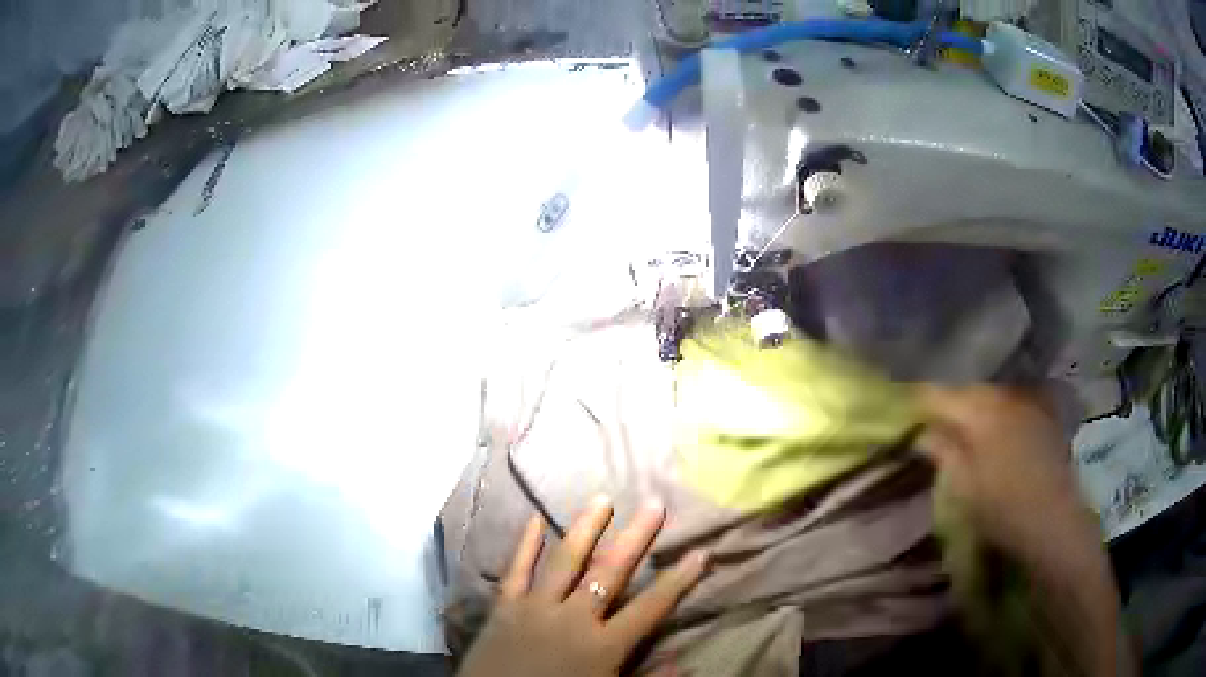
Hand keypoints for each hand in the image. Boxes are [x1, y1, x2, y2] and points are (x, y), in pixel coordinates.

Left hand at [456, 496, 708, 676]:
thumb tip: (686, 663)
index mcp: (603, 645)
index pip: (650, 608)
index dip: (678, 581)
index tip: (700, 552)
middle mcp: (573, 619)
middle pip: (610, 573)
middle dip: (635, 538)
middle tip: (653, 504)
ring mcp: (535, 608)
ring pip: (565, 561)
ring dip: (585, 529)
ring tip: (602, 499)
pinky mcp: (504, 607)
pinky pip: (516, 571)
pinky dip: (524, 545)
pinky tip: (534, 519)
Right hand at [917, 386, 1126, 675]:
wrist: (1054, 521)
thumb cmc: (1003, 508)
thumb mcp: (964, 487)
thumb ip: (943, 452)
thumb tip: (923, 433)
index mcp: (981, 411)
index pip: (939, 395)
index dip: (917, 401)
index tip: (901, 411)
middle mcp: (1005, 396)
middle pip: (968, 390)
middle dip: (948, 402)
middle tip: (931, 421)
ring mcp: (1028, 403)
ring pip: (991, 395)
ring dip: (974, 406)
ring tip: (963, 426)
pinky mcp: (1043, 415)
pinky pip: (1012, 403)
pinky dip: (998, 411)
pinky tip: (996, 429)